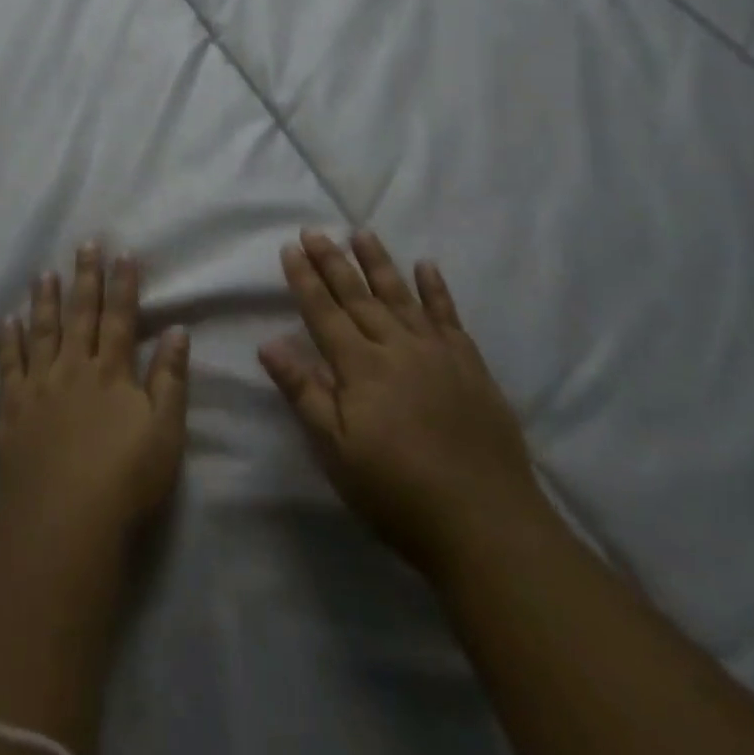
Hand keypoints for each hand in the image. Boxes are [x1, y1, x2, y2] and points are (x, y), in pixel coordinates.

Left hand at [0, 244, 191, 547]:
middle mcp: (75, 368)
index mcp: (112, 372)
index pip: (120, 318)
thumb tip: (178, 330)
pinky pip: (8, 365)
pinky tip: (8, 320)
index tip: (123, 254)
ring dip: (45, 300)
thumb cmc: (126, 479)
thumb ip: (171, 378)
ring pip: (42, 331)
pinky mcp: (12, 407)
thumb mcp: (165, 431)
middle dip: (85, 278)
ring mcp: (39, 385)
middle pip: (81, 315)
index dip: (123, 285)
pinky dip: (8, 340)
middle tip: (84, 245)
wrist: (64, 520)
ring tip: (45, 273)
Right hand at [259, 229, 543, 574]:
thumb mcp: (336, 452)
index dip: (304, 279)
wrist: (486, 523)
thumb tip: (267, 343)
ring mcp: (437, 352)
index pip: (323, 311)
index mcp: (359, 367)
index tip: (290, 247)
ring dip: (378, 262)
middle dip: (332, 261)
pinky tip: (427, 265)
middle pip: (357, 295)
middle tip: (315, 231)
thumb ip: (304, 392)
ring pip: (400, 295)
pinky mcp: (470, 365)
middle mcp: (395, 347)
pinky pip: (448, 315)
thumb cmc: (397, 492)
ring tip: (361, 233)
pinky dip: (436, 288)